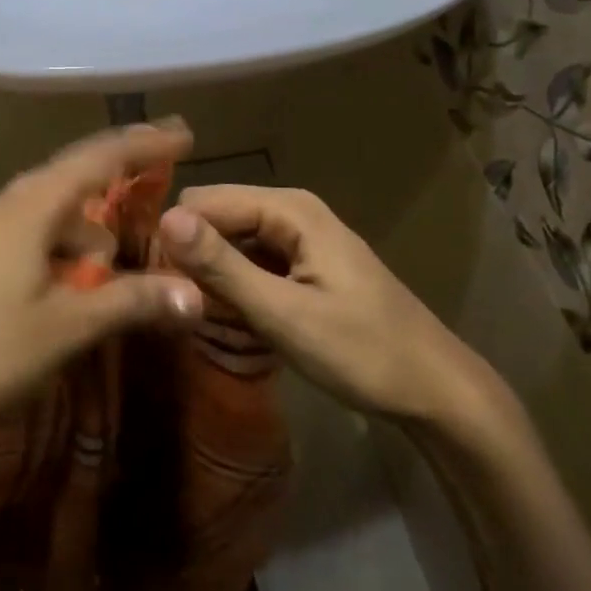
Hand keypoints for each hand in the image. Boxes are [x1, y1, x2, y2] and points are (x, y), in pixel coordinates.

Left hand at [0, 123, 204, 480]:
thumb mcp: (65, 329)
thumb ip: (130, 302)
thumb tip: (193, 293)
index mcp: (29, 207)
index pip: (98, 159)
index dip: (144, 145)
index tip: (183, 135)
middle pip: (68, 178)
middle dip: (113, 183)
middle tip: (152, 189)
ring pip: (41, 212)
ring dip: (80, 229)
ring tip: (103, 267)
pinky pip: (17, 234)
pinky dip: (50, 246)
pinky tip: (51, 286)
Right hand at [158, 186, 512, 434]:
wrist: (435, 390)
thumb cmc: (362, 352)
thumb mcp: (284, 314)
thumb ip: (223, 266)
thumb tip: (164, 218)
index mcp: (289, 209)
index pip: (203, 201)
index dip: (175, 237)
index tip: (155, 285)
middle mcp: (291, 211)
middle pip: (215, 218)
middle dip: (192, 257)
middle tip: (183, 308)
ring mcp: (299, 238)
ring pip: (230, 243)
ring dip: (212, 276)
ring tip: (202, 319)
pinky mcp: (302, 265)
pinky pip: (250, 263)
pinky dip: (235, 288)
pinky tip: (231, 321)